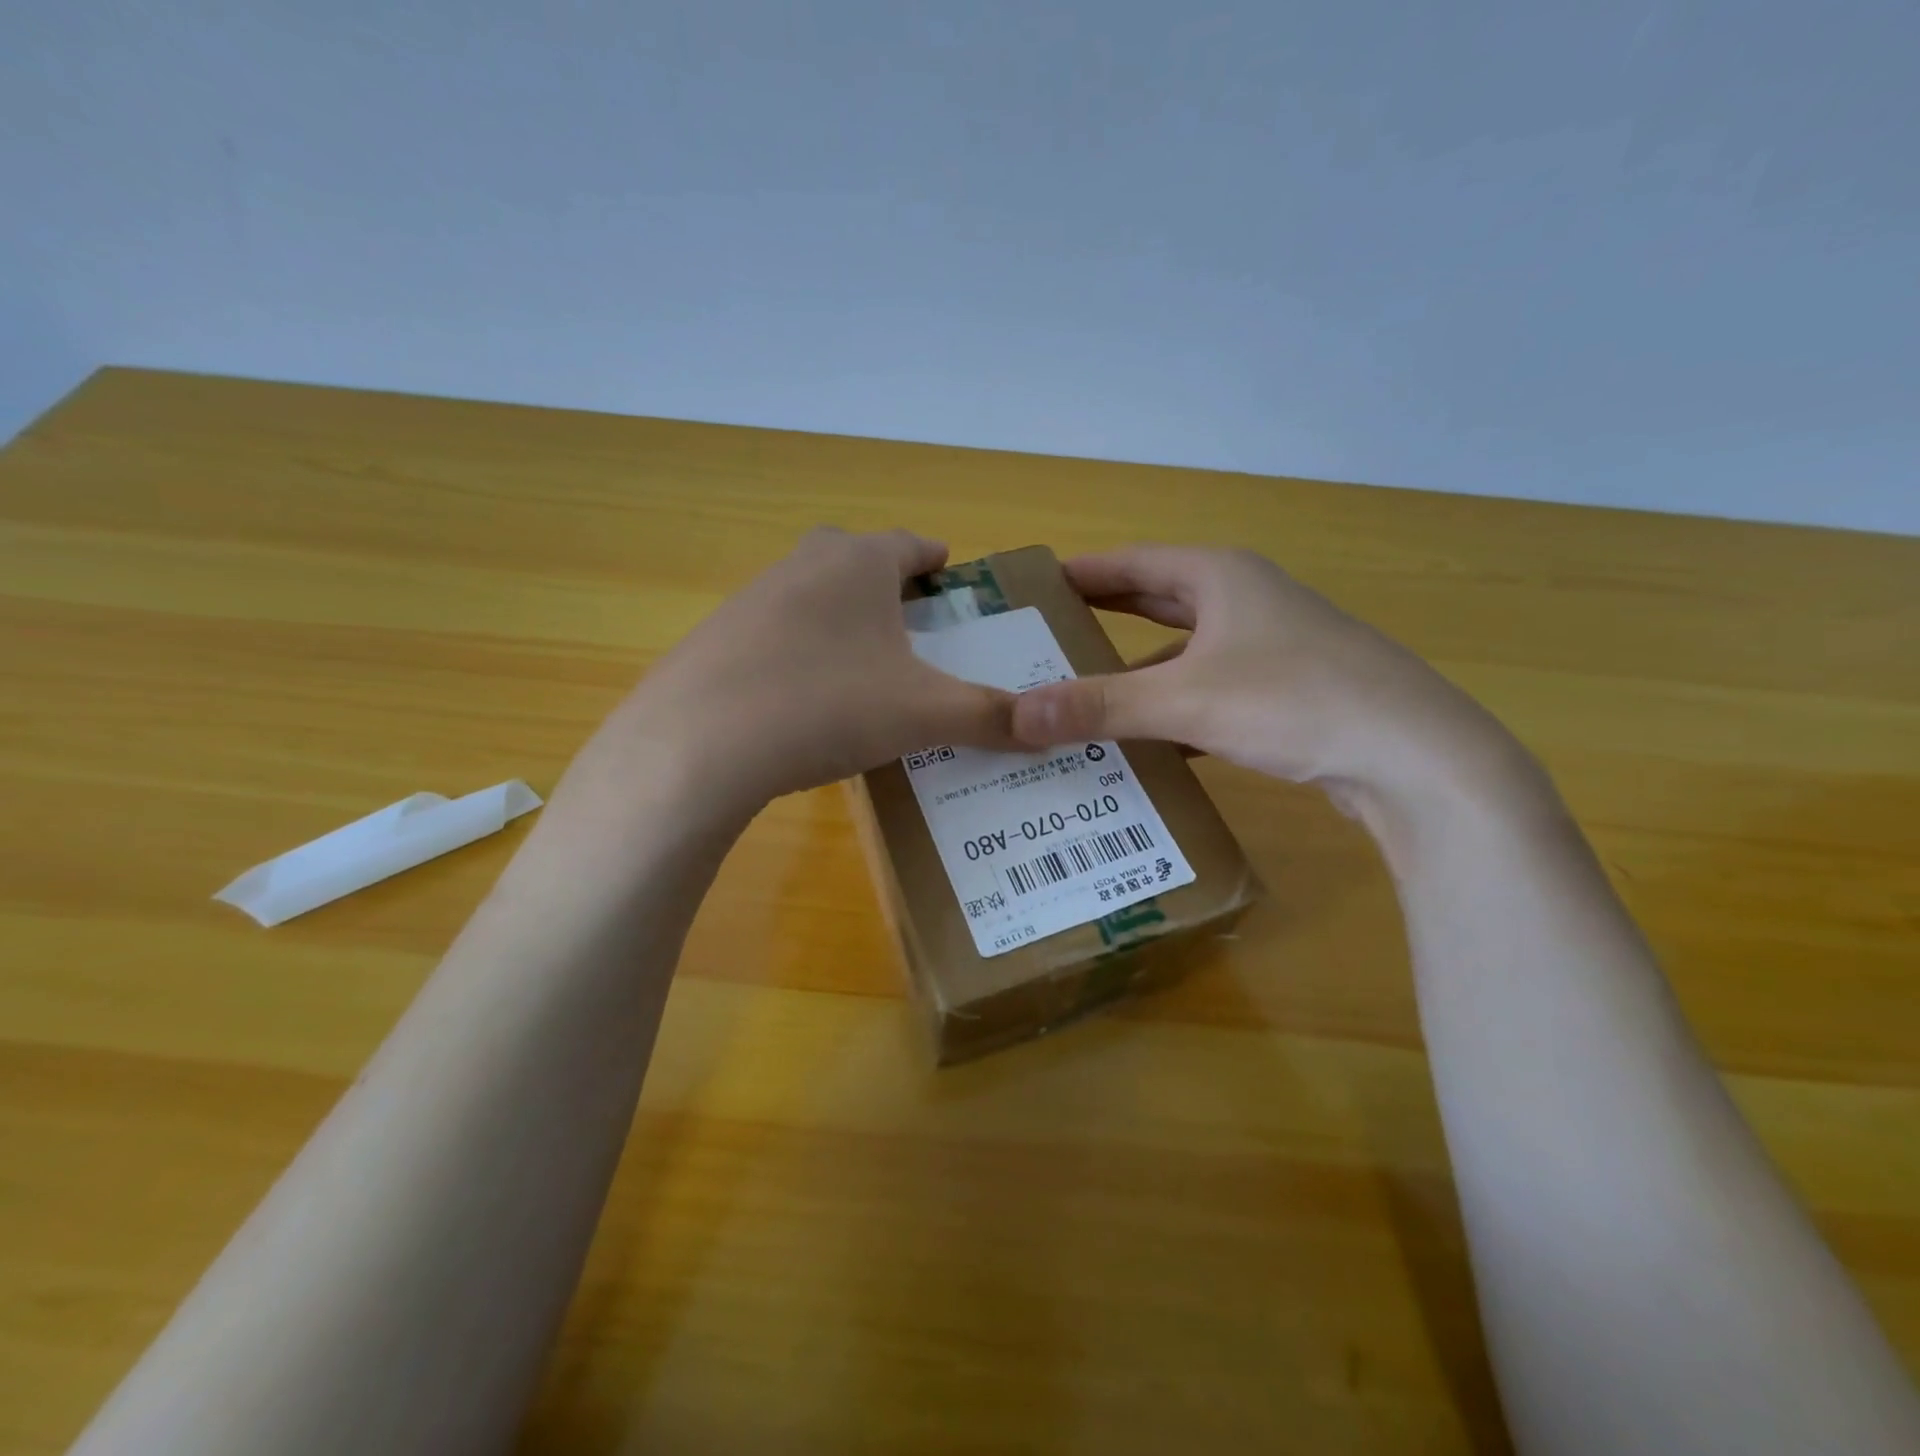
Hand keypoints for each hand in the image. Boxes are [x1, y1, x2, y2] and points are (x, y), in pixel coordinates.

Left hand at [573, 528, 1018, 824]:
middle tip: (916, 629)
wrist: (698, 746)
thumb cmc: (827, 706)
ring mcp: (752, 599)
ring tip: (868, 669)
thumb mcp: (923, 715)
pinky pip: (777, 635)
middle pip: (858, 561)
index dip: (938, 562)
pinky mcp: (716, 639)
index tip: (954, 581)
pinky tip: (808, 700)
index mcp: (859, 562)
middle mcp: (804, 564)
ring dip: (844, 620)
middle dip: (890, 587)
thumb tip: (1048, 734)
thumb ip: (990, 717)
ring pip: (815, 596)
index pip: (912, 544)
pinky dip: (802, 653)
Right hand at [1009, 545, 1525, 811]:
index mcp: (1220, 577)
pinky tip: (1147, 741)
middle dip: (1102, 619)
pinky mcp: (1287, 693)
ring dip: (1137, 671)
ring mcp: (1271, 648)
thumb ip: (1100, 706)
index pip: (1129, 563)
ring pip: (1184, 652)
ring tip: (1083, 695)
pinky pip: (1210, 691)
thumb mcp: (1185, 700)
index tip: (1032, 589)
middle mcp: (1245, 601)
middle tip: (1044, 639)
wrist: (1416, 758)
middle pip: (1155, 603)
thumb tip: (1014, 715)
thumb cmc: (1294, 701)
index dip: (1079, 573)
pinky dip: (1174, 709)